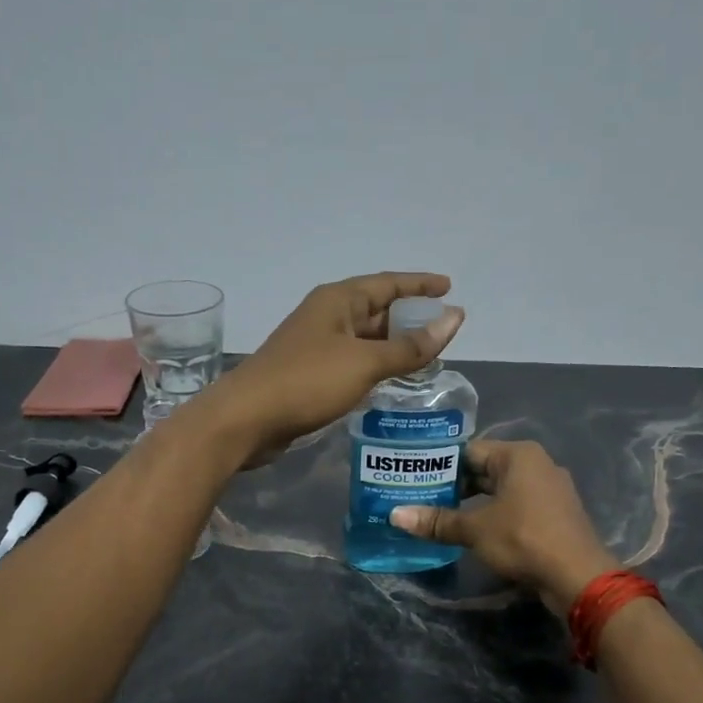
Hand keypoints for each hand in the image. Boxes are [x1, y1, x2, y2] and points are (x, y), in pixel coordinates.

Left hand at [206, 272, 464, 465]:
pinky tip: (392, 381)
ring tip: (427, 356)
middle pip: (376, 309)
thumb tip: (454, 319)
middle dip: (409, 317)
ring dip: (393, 345)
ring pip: (364, 338)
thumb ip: (410, 346)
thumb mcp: (365, 362)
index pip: (388, 283)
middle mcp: (327, 316)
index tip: (449, 287)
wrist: (247, 418)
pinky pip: (352, 362)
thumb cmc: (307, 381)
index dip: (419, 284)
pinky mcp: (310, 374)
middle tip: (444, 329)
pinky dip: (375, 366)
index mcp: (338, 300)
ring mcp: (316, 345)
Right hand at [392, 441, 616, 613]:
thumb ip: (437, 521)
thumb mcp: (475, 530)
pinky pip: (517, 506)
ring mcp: (550, 490)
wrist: (578, 576)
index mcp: (518, 455)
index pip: (469, 451)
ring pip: (501, 490)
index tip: (415, 478)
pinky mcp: (555, 514)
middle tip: (421, 499)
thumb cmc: (524, 539)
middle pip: (485, 470)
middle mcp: (537, 464)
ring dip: (474, 503)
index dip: (440, 465)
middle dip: (455, 486)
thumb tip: (396, 515)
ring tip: (441, 517)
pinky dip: (495, 515)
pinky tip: (474, 532)